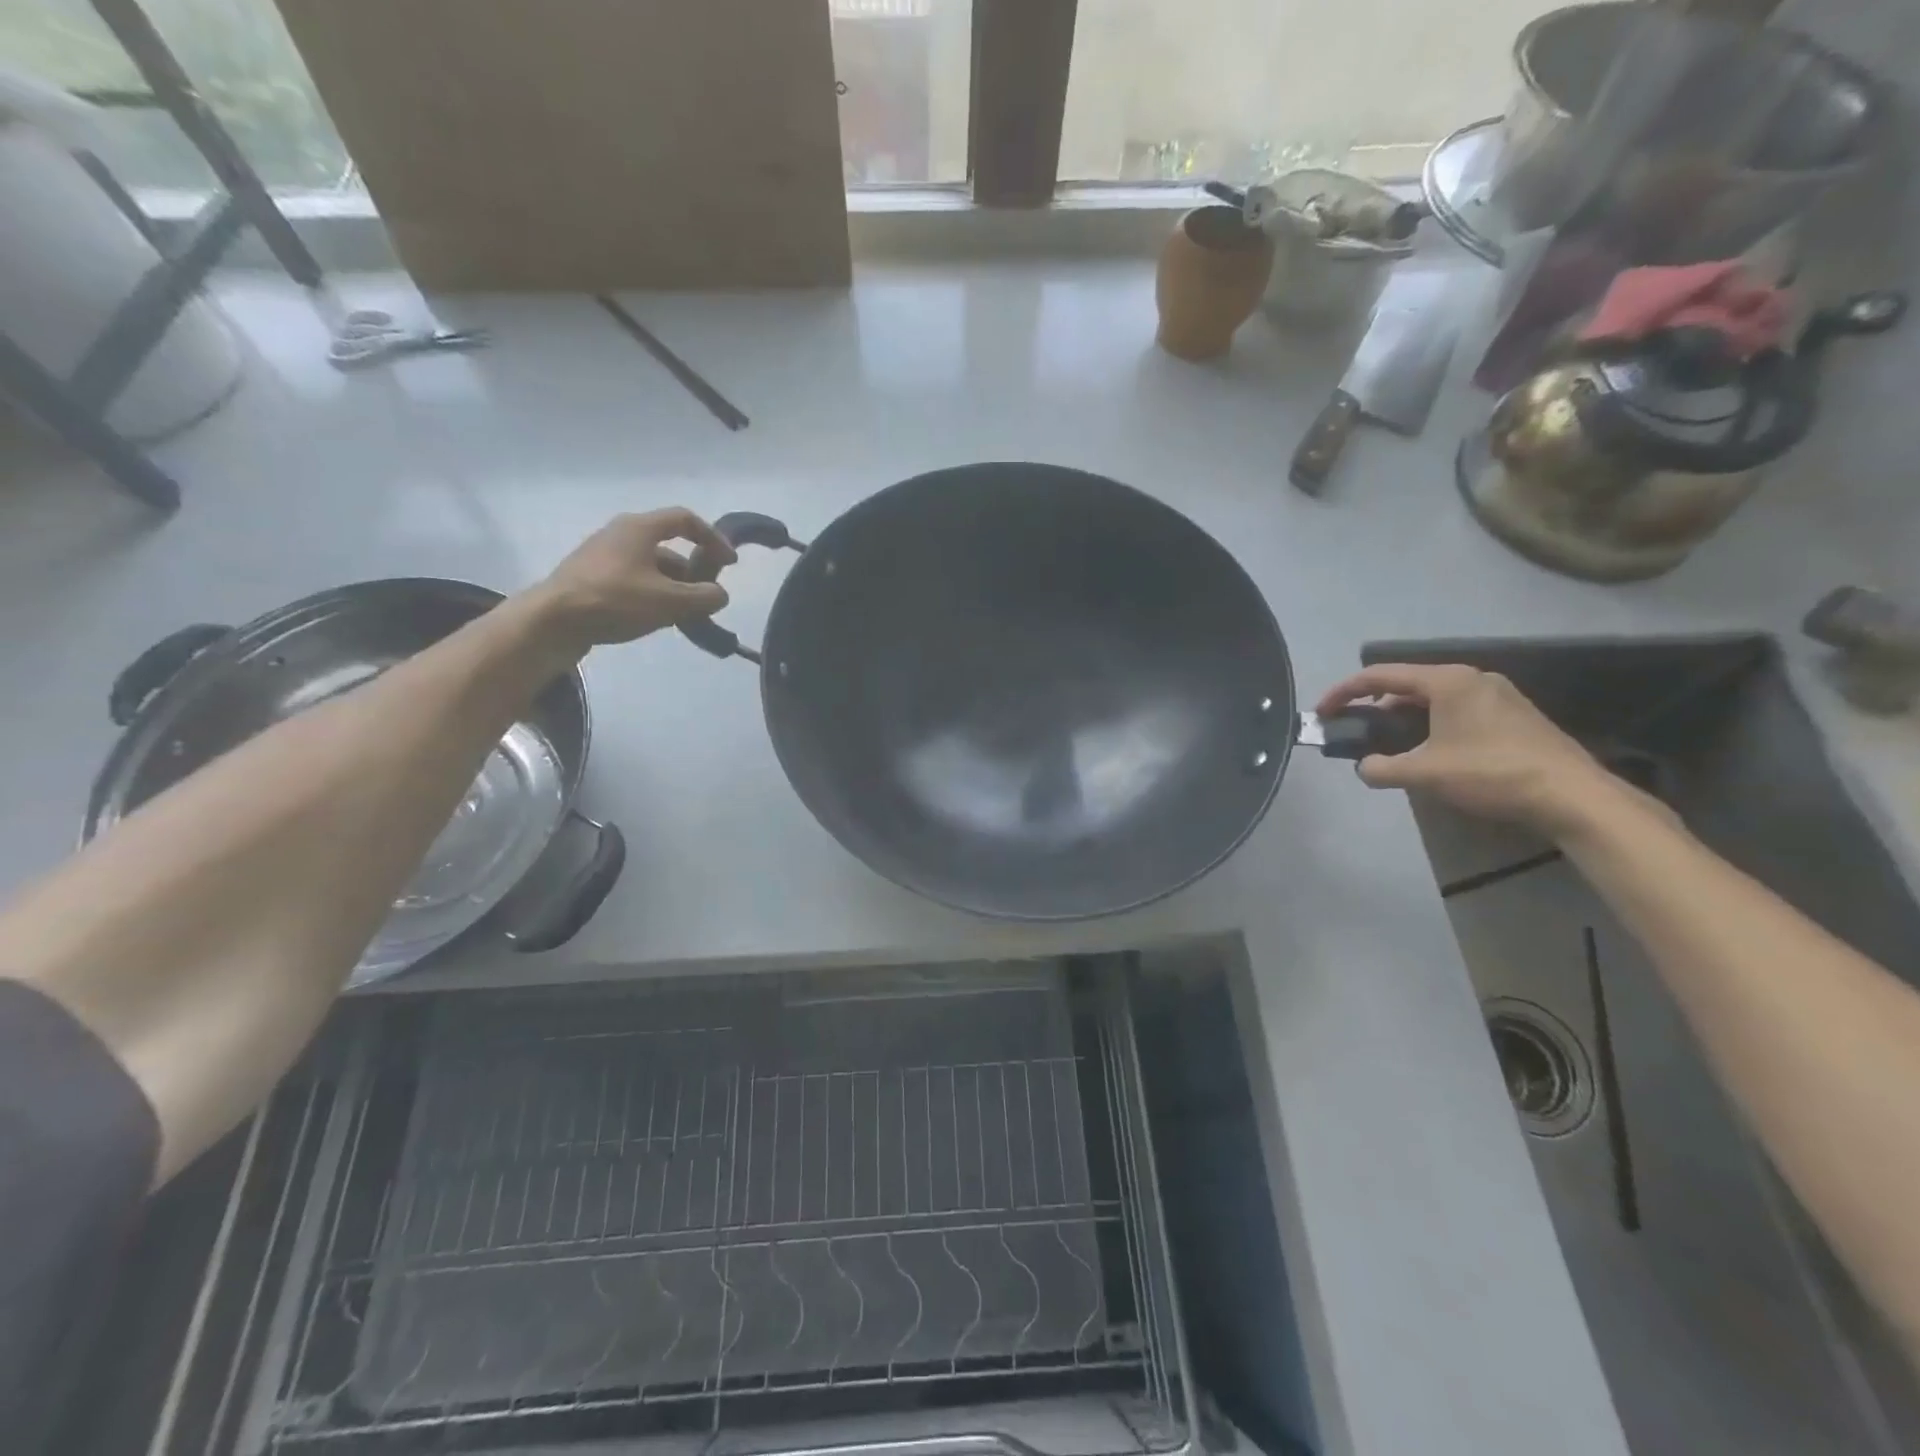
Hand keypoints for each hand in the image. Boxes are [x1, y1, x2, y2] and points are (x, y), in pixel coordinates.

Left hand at [533, 508, 736, 646]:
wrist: (552, 621)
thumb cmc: (615, 600)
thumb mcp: (669, 601)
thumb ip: (704, 596)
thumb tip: (719, 594)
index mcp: (639, 528)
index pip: (686, 520)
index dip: (713, 538)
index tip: (730, 563)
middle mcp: (620, 534)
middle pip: (669, 545)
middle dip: (694, 570)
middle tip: (707, 594)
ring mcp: (603, 556)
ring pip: (651, 566)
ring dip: (674, 586)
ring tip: (686, 613)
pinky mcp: (592, 578)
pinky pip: (634, 580)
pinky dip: (654, 594)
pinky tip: (657, 618)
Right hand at [1316, 663, 1621, 837]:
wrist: (1573, 796)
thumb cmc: (1492, 772)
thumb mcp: (1425, 774)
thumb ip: (1382, 768)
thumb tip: (1365, 768)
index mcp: (1448, 681)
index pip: (1381, 676)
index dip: (1345, 692)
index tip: (1323, 710)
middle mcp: (1473, 678)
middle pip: (1408, 684)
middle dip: (1375, 705)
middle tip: (1355, 728)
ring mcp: (1498, 696)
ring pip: (1434, 698)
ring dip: (1404, 716)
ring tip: (1388, 743)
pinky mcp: (1514, 716)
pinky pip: (1457, 710)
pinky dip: (1431, 723)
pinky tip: (1430, 750)